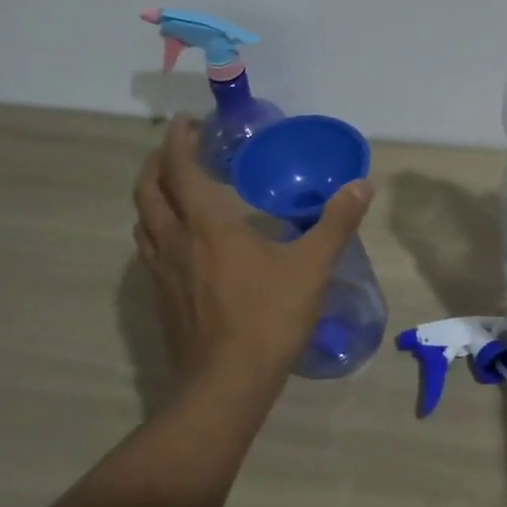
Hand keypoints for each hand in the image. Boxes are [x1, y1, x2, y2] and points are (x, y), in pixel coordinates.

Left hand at [133, 118, 372, 395]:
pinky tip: (182, 243)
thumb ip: (337, 222)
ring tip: (175, 190)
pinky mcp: (161, 299)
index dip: (178, 141)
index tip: (187, 122)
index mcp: (207, 225)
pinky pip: (149, 250)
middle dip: (157, 163)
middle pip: (148, 190)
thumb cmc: (268, 317)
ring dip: (153, 196)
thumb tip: (362, 184)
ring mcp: (161, 273)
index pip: (179, 169)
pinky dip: (157, 229)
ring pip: (143, 221)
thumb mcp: (312, 266)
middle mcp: (175, 241)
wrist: (226, 385)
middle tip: (179, 150)